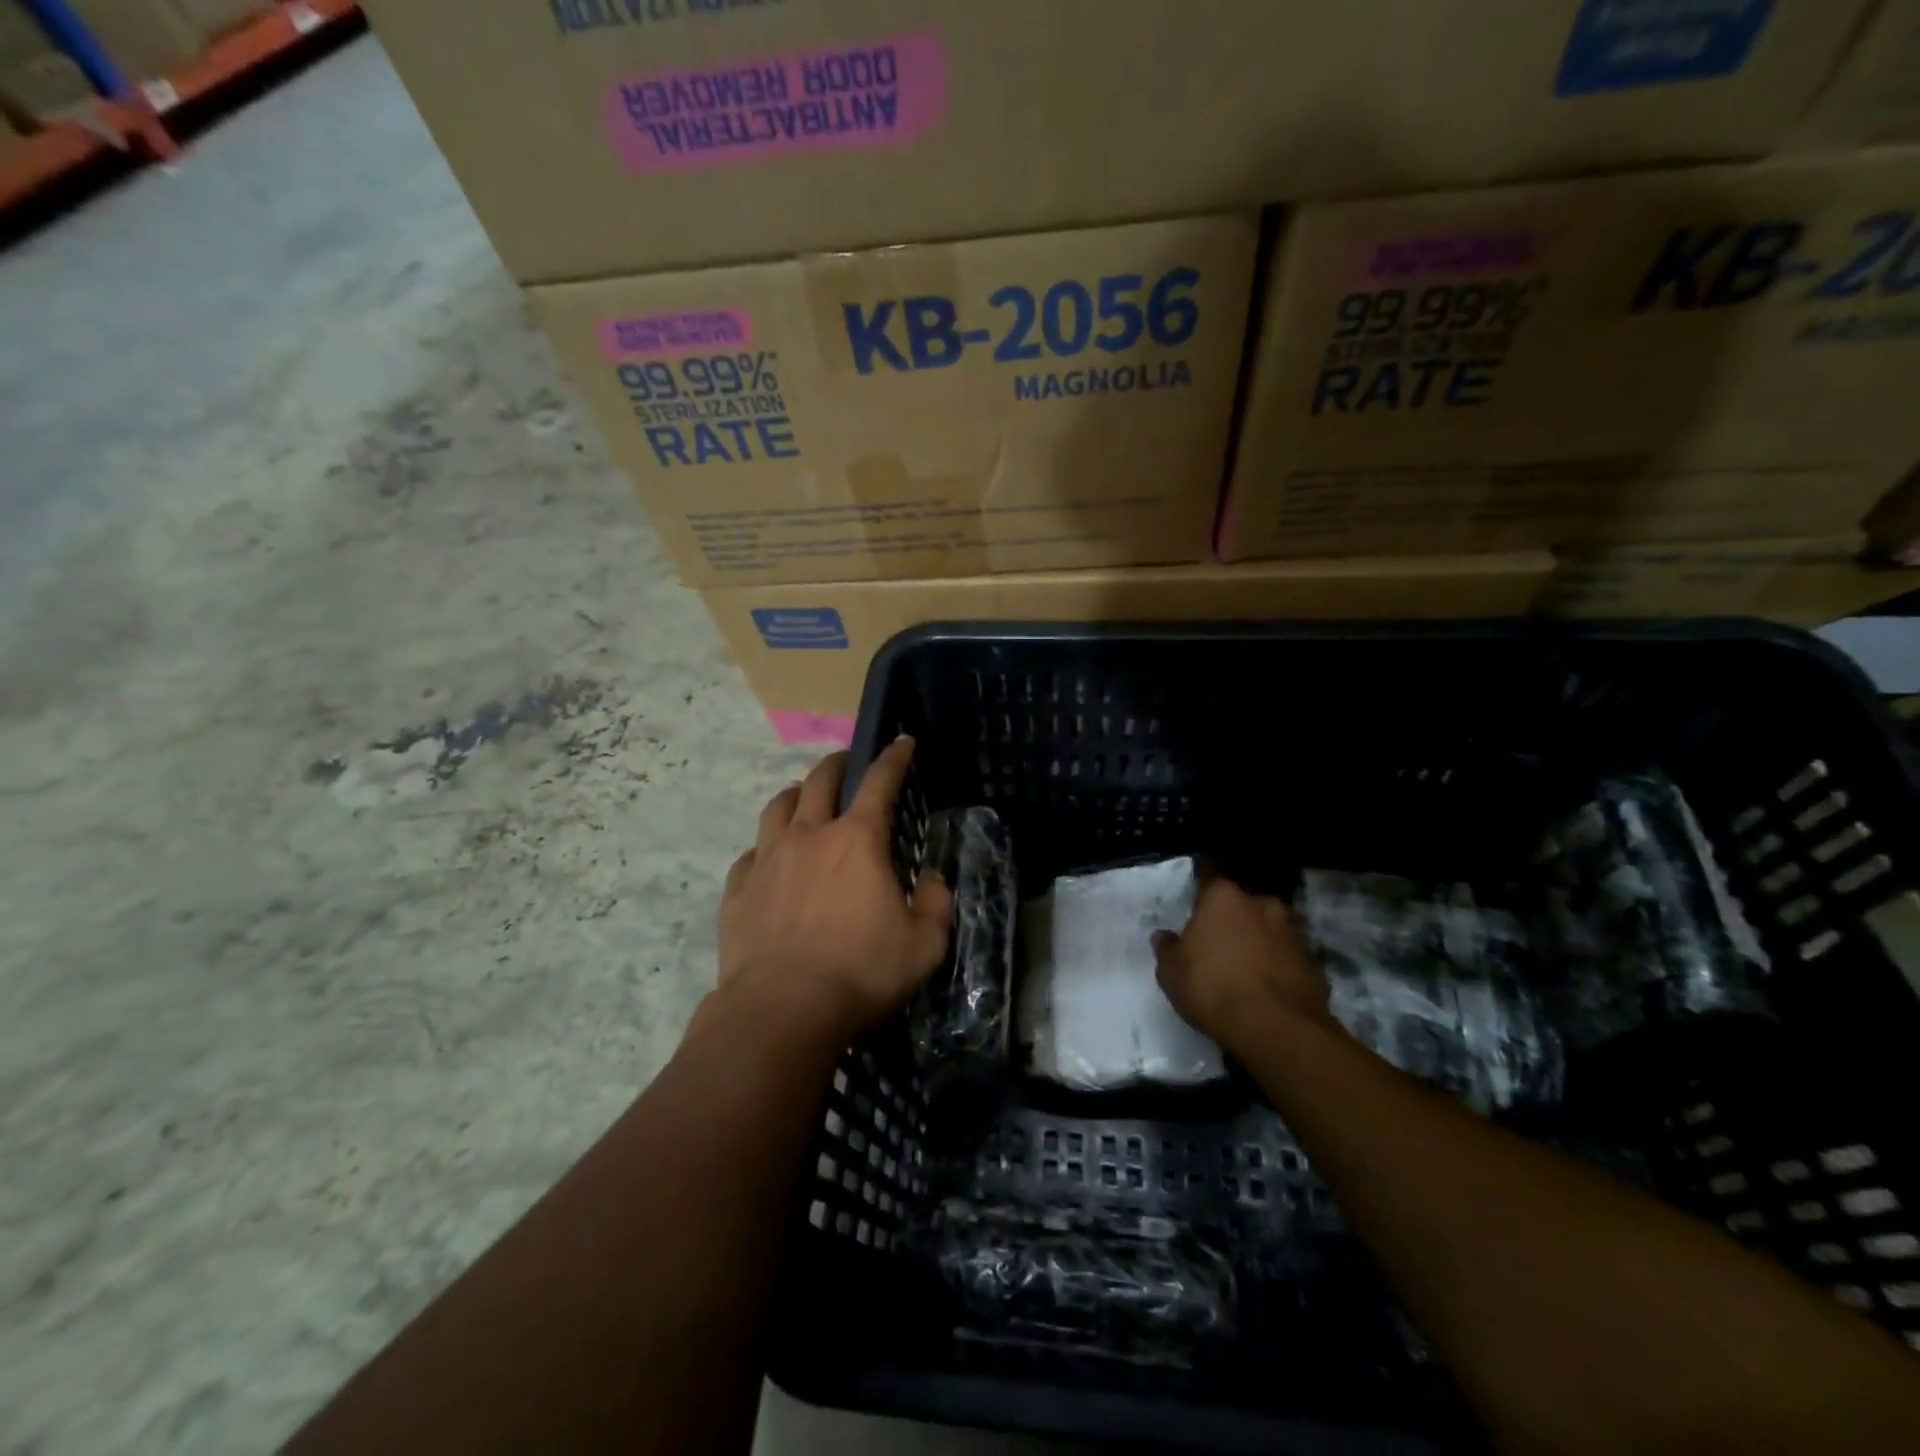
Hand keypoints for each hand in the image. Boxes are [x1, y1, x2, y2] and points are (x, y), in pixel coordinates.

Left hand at [718, 737, 953, 1038]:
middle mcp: (809, 837)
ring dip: (793, 795)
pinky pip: (750, 855)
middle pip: (819, 782)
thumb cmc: (861, 972)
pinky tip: (767, 860)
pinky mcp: (738, 890)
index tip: (901, 741)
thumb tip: (931, 881)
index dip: (893, 758)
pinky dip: (764, 849)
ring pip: (777, 808)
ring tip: (801, 798)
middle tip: (845, 762)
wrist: (783, 1009)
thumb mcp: (923, 945)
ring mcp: (768, 860)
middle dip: (836, 764)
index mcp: (858, 841)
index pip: (880, 783)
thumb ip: (935, 905)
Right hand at [1152, 871, 1333, 1055]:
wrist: (1276, 1028)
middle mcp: (1261, 904)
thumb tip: (1164, 936)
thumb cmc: (1212, 988)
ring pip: (1269, 929)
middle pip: (1243, 903)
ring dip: (1259, 941)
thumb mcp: (1171, 972)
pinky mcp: (1314, 962)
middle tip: (1219, 941)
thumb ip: (1167, 949)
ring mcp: (1292, 932)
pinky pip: (1288, 957)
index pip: (1209, 876)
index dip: (1202, 887)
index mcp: (1223, 897)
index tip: (1196, 898)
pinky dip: (1278, 966)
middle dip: (1233, 917)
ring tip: (1246, 968)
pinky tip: (1268, 989)